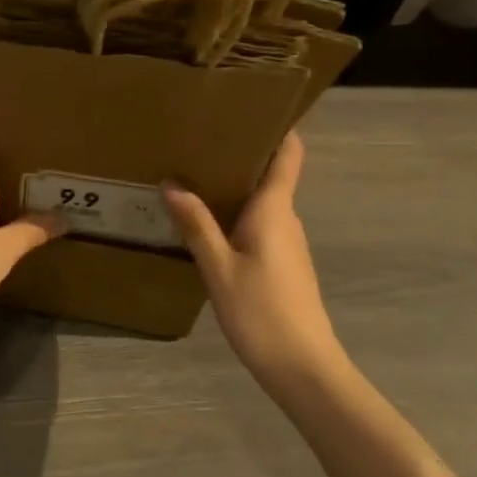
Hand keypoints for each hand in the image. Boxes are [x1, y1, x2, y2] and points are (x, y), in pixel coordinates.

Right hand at [162, 132, 342, 385]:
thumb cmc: (262, 312)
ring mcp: (288, 243)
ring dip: (234, 187)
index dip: (278, 127)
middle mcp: (286, 218)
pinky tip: (207, 223)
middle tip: (198, 140)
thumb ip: (197, 225)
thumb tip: (171, 183)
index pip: (288, 154)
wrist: (304, 369)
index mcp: (274, 209)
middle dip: (240, 155)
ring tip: (193, 176)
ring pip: (262, 202)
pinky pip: (259, 225)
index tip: (251, 107)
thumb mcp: (219, 268)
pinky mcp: (284, 264)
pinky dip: (236, 215)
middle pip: (270, 174)